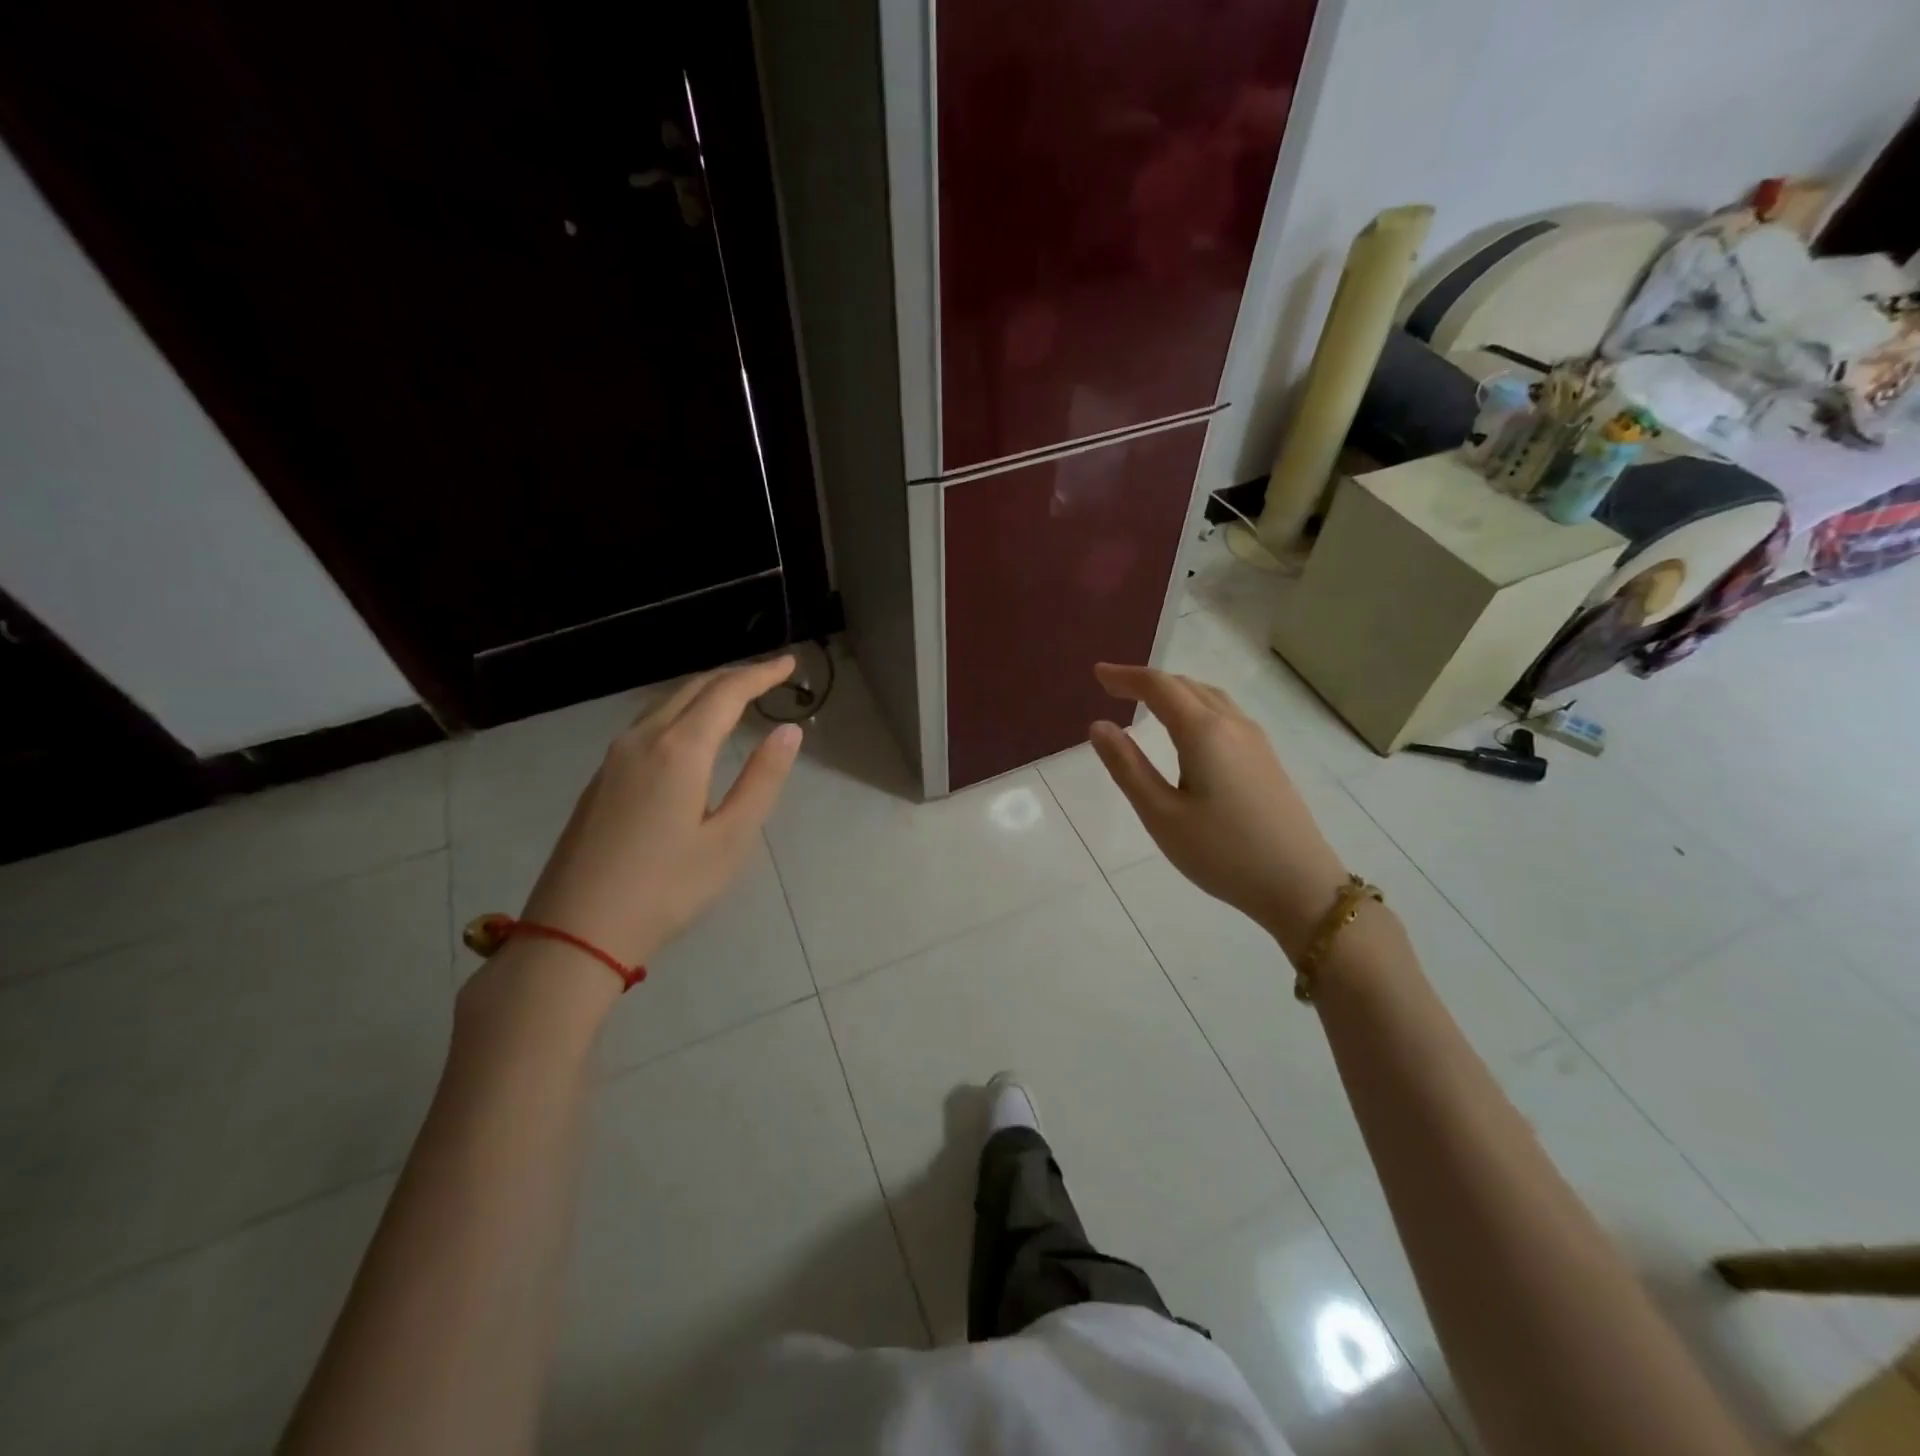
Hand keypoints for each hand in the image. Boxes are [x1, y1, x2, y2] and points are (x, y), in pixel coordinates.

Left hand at [517, 656, 801, 973]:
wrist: (575, 932)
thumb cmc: (666, 889)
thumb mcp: (730, 839)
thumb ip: (762, 779)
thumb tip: (788, 731)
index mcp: (679, 749)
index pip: (727, 692)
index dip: (761, 674)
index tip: (789, 663)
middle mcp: (643, 740)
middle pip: (693, 688)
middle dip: (734, 676)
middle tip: (769, 674)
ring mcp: (614, 758)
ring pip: (665, 703)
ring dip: (704, 691)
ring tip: (735, 695)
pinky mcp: (601, 779)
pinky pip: (647, 724)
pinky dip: (680, 711)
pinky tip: (689, 731)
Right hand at [1089, 663, 1349, 958]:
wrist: (1300, 885)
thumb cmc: (1222, 853)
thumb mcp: (1162, 815)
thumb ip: (1128, 767)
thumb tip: (1099, 726)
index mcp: (1204, 732)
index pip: (1159, 687)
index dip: (1126, 676)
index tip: (1098, 674)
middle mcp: (1232, 724)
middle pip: (1186, 685)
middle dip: (1147, 681)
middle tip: (1113, 687)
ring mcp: (1255, 740)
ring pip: (1209, 697)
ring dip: (1174, 692)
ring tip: (1147, 703)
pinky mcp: (1266, 758)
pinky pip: (1224, 714)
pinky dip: (1195, 707)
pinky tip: (1188, 730)